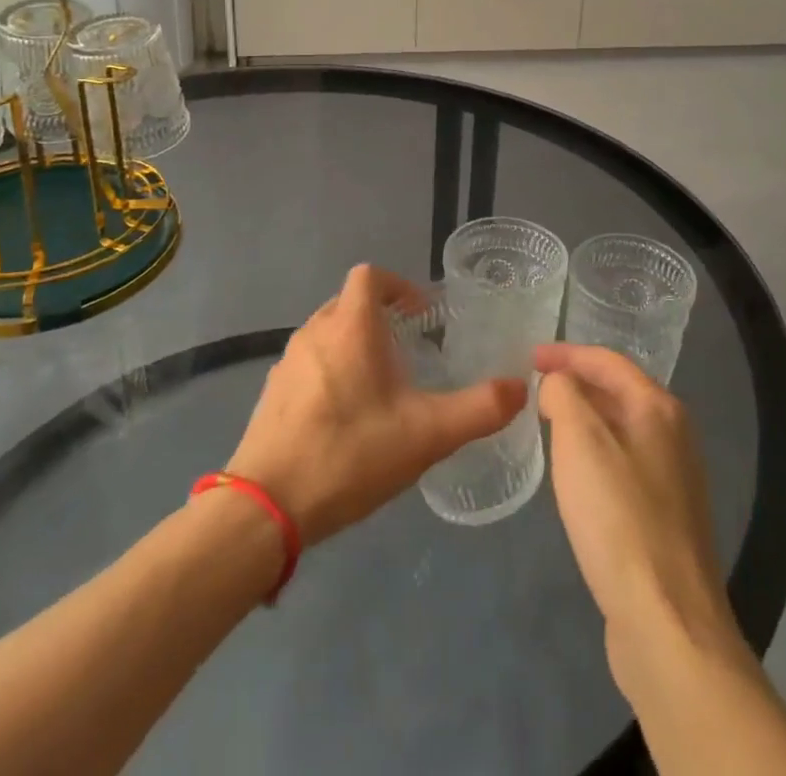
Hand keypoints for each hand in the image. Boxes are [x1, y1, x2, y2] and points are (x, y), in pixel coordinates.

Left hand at [226, 265, 526, 544]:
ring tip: (381, 386)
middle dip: (380, 318)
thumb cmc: (350, 454)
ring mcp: (287, 363)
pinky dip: (330, 373)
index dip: (397, 285)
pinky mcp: (272, 395)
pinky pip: (308, 365)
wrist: (265, 508)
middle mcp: (315, 332)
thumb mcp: (427, 434)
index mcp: (350, 326)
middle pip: (348, 303)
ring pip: (327, 334)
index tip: (421, 314)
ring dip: (355, 346)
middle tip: (409, 351)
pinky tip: (345, 419)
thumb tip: (520, 387)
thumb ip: (479, 409)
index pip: (370, 276)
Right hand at [534, 344, 745, 693]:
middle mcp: (674, 435)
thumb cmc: (618, 518)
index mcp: (658, 408)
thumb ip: (564, 396)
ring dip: (585, 419)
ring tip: (548, 422)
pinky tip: (576, 475)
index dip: (566, 353)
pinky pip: (624, 464)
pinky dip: (596, 454)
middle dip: (576, 383)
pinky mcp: (666, 517)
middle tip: (534, 387)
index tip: (528, 357)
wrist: (667, 620)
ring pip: (621, 429)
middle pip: (619, 391)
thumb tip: (559, 385)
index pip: (608, 361)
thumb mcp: (579, 441)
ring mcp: (675, 478)